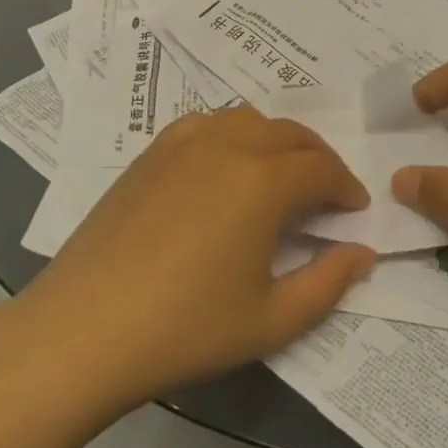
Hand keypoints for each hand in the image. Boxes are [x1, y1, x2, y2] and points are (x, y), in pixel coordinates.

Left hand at [14, 105, 374, 410]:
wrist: (86, 326)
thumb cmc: (186, 327)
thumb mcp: (271, 320)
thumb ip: (328, 283)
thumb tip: (362, 252)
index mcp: (263, 181)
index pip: (322, 169)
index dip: (346, 187)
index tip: (355, 210)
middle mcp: (227, 145)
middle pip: (290, 134)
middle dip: (319, 159)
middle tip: (327, 193)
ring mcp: (183, 142)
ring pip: (248, 120)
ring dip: (277, 142)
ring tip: (281, 177)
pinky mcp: (151, 151)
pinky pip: (207, 124)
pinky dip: (233, 135)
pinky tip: (226, 168)